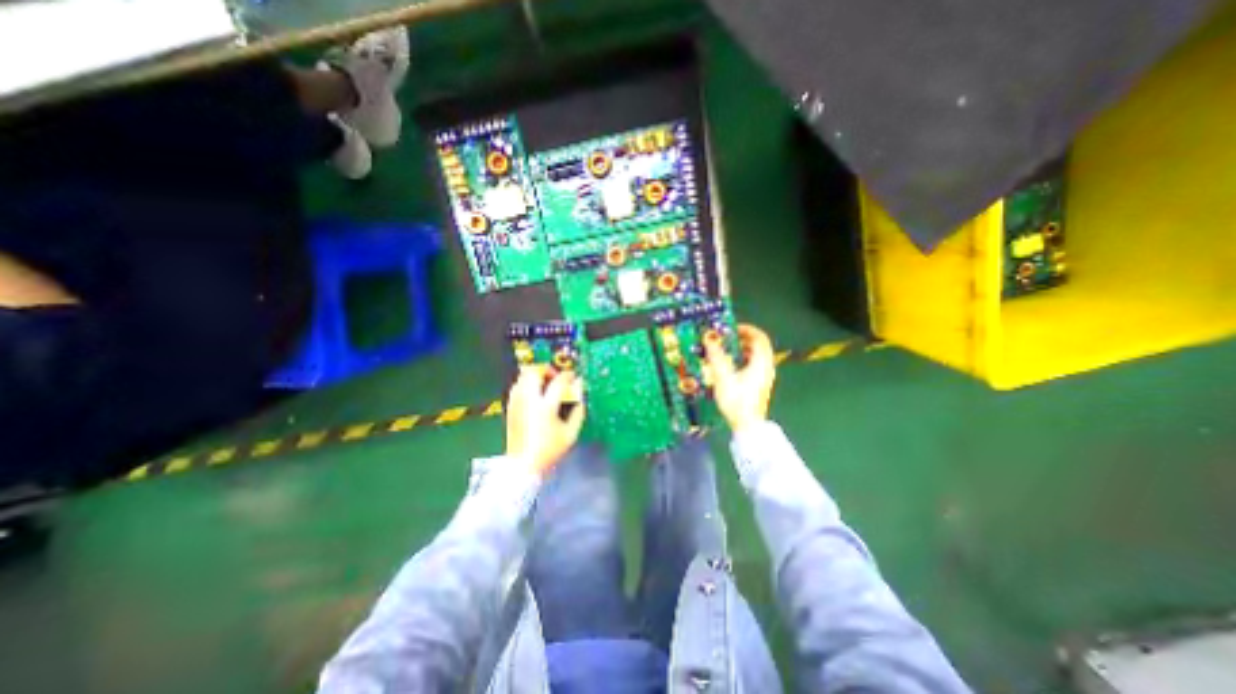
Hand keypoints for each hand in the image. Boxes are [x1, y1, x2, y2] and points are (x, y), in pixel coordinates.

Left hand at [505, 369, 585, 477]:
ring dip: (536, 375)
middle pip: (534, 372)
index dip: (569, 376)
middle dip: (547, 370)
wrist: (523, 465)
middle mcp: (528, 401)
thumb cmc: (550, 450)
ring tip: (546, 384)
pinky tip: (535, 393)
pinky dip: (527, 383)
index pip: (558, 382)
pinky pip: (518, 385)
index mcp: (545, 407)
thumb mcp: (571, 433)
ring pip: (523, 376)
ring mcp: (517, 403)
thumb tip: (580, 393)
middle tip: (556, 378)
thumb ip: (578, 411)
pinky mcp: (511, 407)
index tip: (574, 378)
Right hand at [704, 326, 769, 432]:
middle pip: (759, 345)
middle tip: (727, 337)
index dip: (747, 329)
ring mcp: (764, 376)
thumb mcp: (723, 377)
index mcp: (761, 362)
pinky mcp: (760, 384)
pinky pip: (754, 363)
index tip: (732, 328)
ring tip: (726, 349)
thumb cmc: (737, 401)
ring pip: (757, 354)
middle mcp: (766, 367)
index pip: (759, 337)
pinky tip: (731, 364)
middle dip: (743, 338)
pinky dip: (744, 358)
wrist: (747, 426)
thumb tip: (709, 337)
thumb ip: (716, 356)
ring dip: (743, 348)